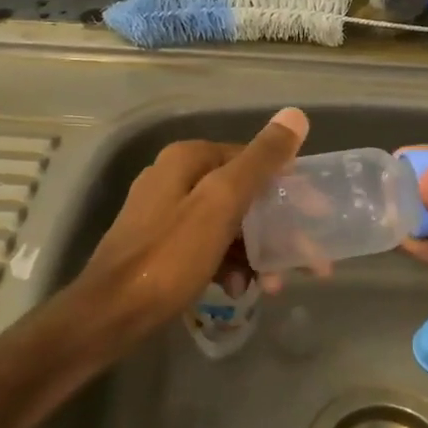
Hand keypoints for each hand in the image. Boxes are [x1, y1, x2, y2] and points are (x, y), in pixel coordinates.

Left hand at [77, 107, 308, 340]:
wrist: (110, 313)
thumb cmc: (170, 256)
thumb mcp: (221, 204)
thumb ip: (260, 161)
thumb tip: (295, 115)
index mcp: (189, 159)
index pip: (252, 160)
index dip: (288, 188)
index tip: (316, 217)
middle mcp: (175, 177)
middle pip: (241, 195)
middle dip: (276, 228)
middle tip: (306, 259)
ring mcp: (164, 212)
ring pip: (227, 224)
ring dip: (255, 251)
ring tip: (274, 284)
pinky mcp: (160, 245)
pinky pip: (207, 245)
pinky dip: (228, 264)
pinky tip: (239, 289)